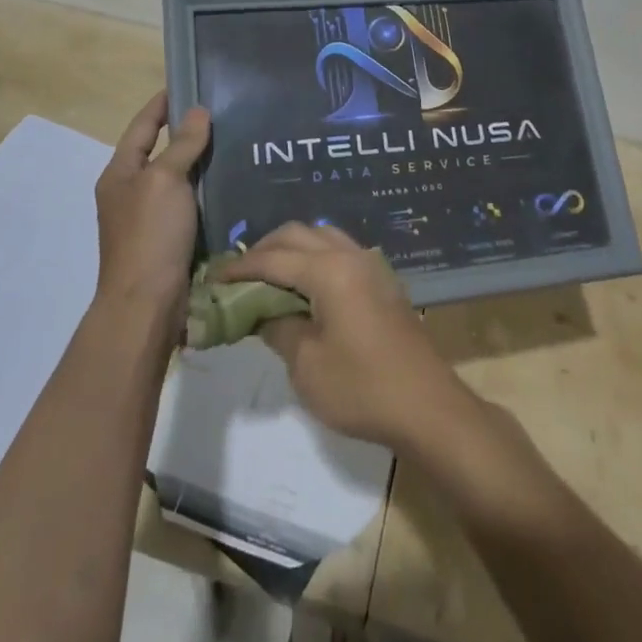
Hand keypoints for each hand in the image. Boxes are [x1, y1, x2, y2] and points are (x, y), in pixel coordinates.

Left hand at [94, 91, 209, 319]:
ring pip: (177, 178)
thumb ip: (181, 145)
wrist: (146, 305)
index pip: (141, 126)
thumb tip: (198, 112)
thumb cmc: (149, 235)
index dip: (162, 104)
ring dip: (200, 161)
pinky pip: (188, 203)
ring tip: (233, 141)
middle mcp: (130, 192)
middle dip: (186, 131)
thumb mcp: (164, 181)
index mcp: (119, 174)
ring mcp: (148, 218)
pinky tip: (231, 183)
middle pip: (159, 151)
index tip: (188, 82)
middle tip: (222, 112)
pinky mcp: (167, 239)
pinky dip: (206, 190)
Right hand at [220, 223, 476, 449]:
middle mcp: (350, 255)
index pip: (274, 258)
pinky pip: (340, 252)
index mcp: (329, 270)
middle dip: (265, 248)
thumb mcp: (307, 365)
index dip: (240, 266)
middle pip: (299, 234)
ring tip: (268, 277)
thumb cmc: (362, 388)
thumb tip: (260, 313)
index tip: (214, 276)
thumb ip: (278, 328)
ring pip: (322, 237)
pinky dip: (315, 257)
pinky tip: (303, 285)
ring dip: (292, 249)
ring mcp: (370, 265)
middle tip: (239, 274)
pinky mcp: (382, 281)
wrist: (427, 407)